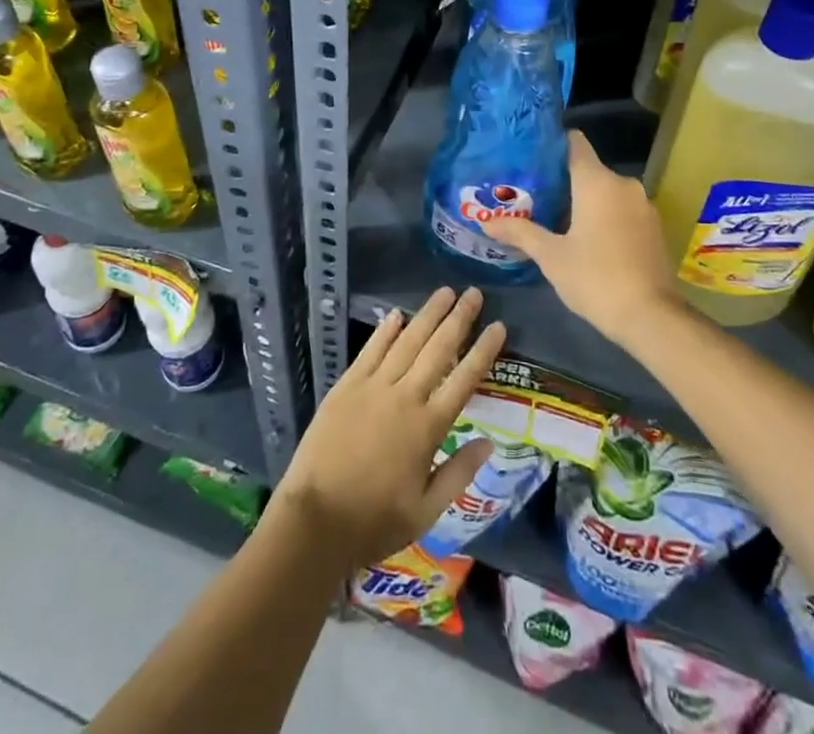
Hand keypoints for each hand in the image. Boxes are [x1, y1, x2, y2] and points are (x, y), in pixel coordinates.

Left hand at [271, 286, 505, 570]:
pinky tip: (397, 314)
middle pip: (437, 349)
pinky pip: (371, 351)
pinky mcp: (347, 386)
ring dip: (428, 315)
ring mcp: (373, 387)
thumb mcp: (426, 511)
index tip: (498, 326)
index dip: (483, 351)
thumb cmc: (374, 521)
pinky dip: (385, 331)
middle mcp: (404, 397)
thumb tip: (488, 442)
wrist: (315, 520)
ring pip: (407, 341)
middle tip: (474, 293)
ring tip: (445, 292)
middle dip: (459, 319)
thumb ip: (459, 473)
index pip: (464, 379)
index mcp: (428, 427)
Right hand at [482, 131, 682, 350]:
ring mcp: (643, 205)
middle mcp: (623, 184)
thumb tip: (486, 222)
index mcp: (597, 181)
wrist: (652, 318)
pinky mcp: (654, 227)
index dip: (552, 144)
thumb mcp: (551, 256)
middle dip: (562, 180)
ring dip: (584, 201)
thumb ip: (520, 232)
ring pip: (606, 191)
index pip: (574, 142)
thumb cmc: (595, 278)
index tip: (530, 156)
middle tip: (532, 195)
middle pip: (588, 169)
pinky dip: (604, 216)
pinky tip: (587, 238)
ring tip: (554, 217)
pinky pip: (622, 209)